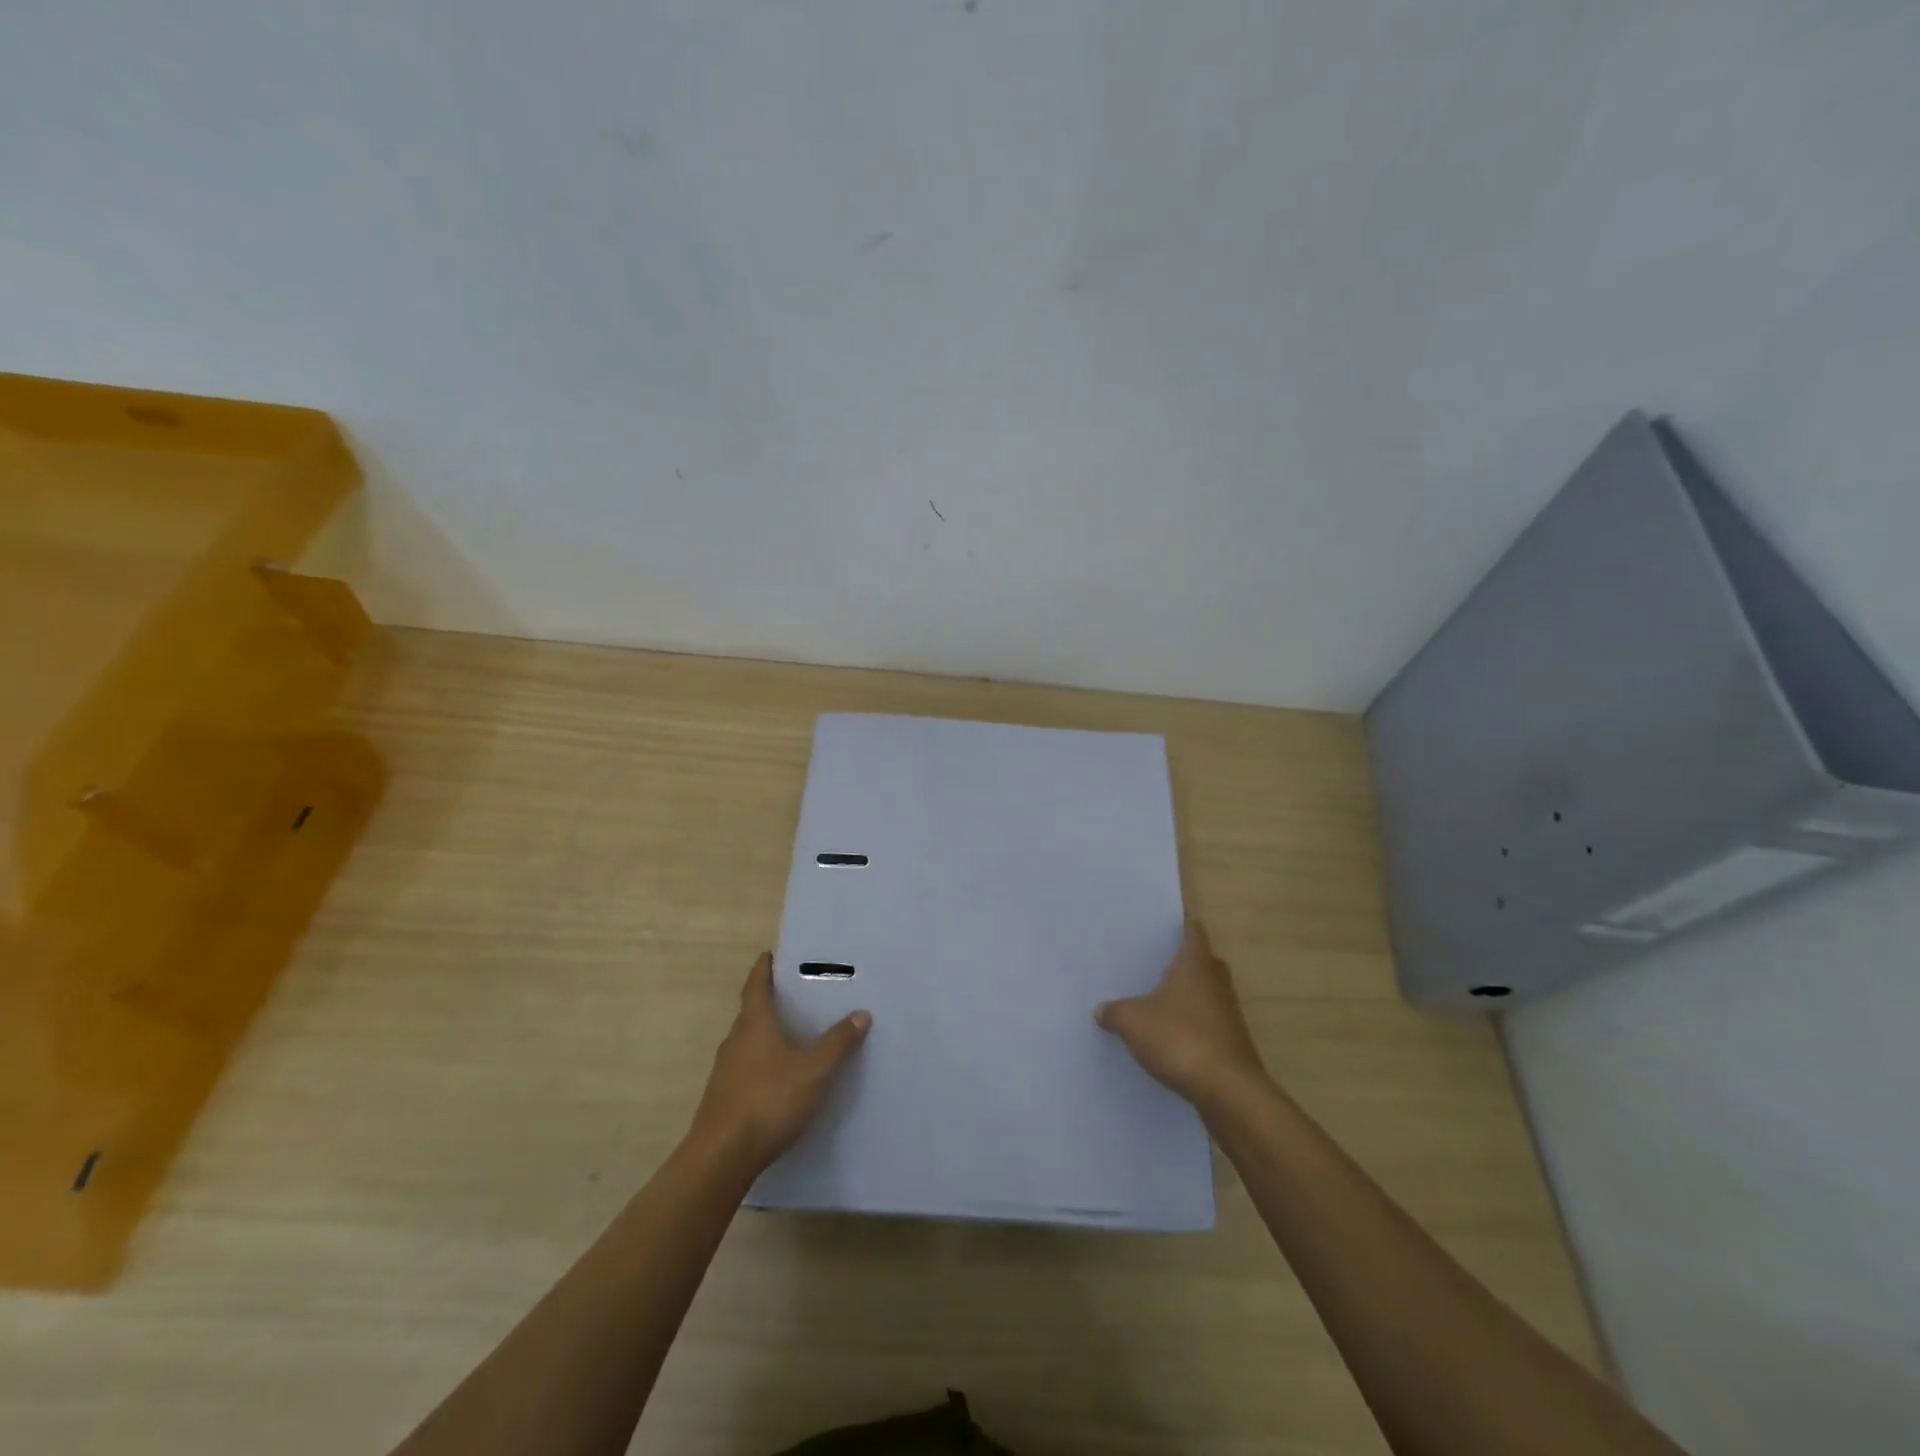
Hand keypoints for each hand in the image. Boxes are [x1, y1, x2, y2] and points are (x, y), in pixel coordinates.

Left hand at [690, 952, 870, 1170]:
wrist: (721, 1157)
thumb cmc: (769, 1100)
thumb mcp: (814, 1070)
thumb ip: (838, 1042)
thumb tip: (861, 1014)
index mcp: (754, 1024)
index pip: (756, 986)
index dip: (763, 969)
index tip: (769, 955)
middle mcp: (735, 1041)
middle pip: (750, 1014)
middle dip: (769, 1003)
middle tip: (793, 996)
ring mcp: (725, 1072)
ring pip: (747, 1043)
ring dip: (765, 1036)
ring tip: (791, 1037)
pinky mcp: (722, 1100)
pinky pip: (745, 1070)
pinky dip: (761, 1064)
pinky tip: (778, 1080)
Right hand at [1096, 920, 1268, 1114]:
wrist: (1228, 1091)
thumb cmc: (1180, 1040)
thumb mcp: (1133, 1022)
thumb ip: (1115, 1012)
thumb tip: (1101, 1010)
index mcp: (1195, 966)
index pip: (1194, 933)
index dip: (1185, 925)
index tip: (1173, 922)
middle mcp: (1217, 984)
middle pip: (1206, 962)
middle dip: (1189, 961)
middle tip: (1163, 962)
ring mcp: (1229, 1015)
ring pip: (1210, 994)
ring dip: (1192, 996)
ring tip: (1163, 1001)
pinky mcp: (1232, 1045)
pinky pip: (1211, 1024)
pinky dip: (1195, 1025)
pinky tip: (1174, 1038)